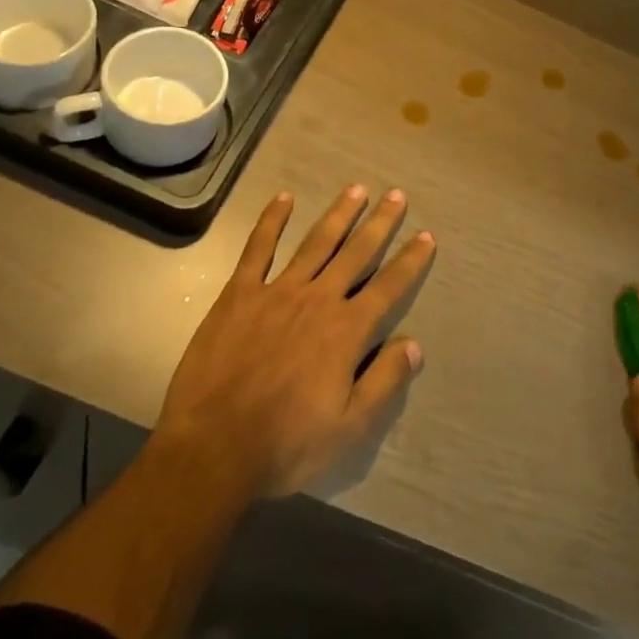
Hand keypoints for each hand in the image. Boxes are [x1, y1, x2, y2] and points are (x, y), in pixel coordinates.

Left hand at [153, 185, 435, 498]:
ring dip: (339, 214)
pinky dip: (271, 221)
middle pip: (356, 252)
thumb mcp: (349, 427)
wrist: (212, 449)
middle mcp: (318, 299)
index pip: (389, 286)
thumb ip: (385, 382)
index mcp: (346, 331)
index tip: (426, 235)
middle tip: (397, 195)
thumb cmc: (286, 444)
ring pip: (316, 242)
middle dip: (380, 223)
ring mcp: (277, 291)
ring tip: (356, 189)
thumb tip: (415, 345)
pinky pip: (258, 249)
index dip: (411, 260)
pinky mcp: (240, 294)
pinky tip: (283, 198)